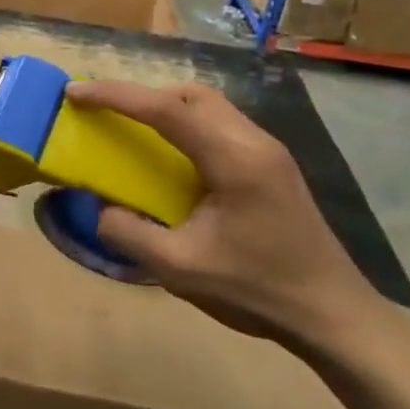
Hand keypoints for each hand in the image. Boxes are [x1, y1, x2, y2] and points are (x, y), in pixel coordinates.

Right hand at [64, 81, 382, 348]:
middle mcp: (254, 142)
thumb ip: (130, 234)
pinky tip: (173, 157)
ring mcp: (269, 151)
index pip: (166, 109)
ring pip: (208, 105)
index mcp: (234, 160)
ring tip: (133, 129)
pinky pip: (220, 125)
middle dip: (142, 94)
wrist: (333, 315)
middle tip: (106, 112)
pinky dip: (186, 124)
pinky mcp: (272, 165)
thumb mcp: (181, 271)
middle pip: (190, 95)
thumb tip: (101, 208)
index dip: (116, 96)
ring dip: (166, 107)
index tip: (76, 93)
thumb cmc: (257, 291)